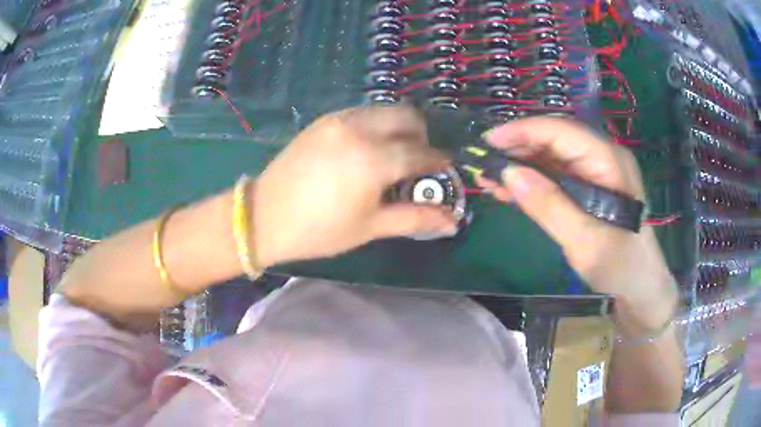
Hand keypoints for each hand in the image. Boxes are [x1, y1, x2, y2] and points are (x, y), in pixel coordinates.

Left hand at [253, 106, 458, 267]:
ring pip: (384, 110)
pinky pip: (361, 113)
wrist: (264, 217)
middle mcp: (360, 129)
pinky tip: (365, 149)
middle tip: (417, 161)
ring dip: (397, 127)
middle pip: (407, 116)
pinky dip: (375, 125)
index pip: (421, 153)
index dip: (438, 162)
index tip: (444, 170)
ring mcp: (339, 120)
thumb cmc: (319, 230)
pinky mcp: (324, 120)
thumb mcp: (370, 227)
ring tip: (391, 155)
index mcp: (374, 159)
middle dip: (421, 136)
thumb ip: (415, 218)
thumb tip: (453, 222)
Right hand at [478, 117, 677, 327]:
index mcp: (609, 161)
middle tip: (484, 164)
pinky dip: (532, 181)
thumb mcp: (585, 241)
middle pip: (554, 139)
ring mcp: (596, 171)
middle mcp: (603, 157)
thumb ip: (549, 206)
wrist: (640, 285)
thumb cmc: (620, 265)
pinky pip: (556, 175)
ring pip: (552, 156)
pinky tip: (510, 190)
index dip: (523, 131)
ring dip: (521, 165)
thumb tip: (509, 173)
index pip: (561, 131)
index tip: (488, 141)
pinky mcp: (589, 186)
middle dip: (518, 148)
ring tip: (490, 180)